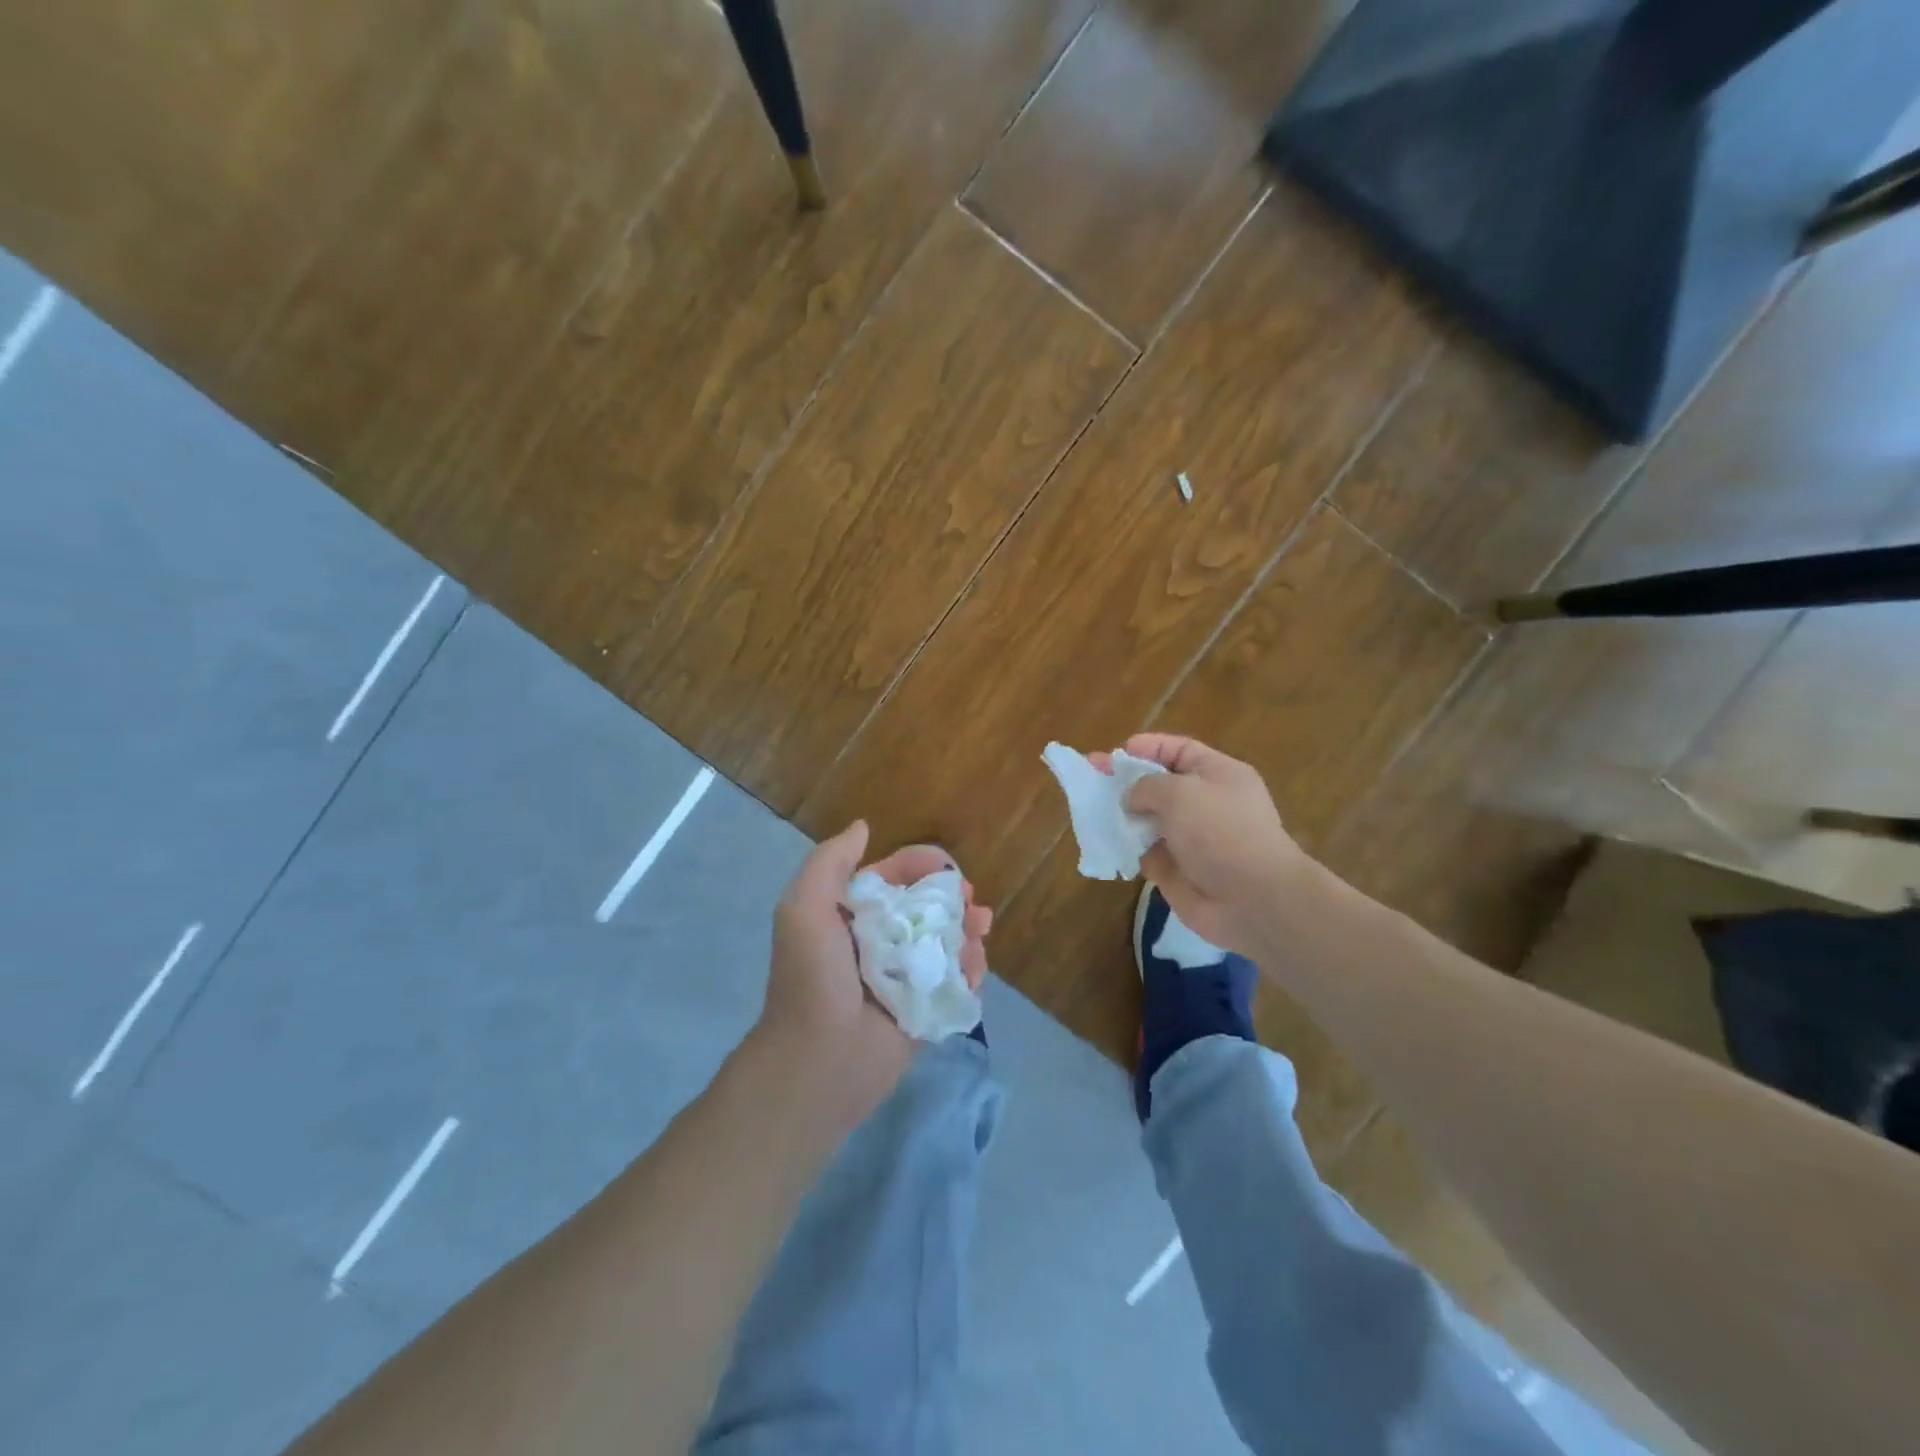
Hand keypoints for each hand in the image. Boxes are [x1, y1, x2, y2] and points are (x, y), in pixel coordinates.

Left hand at [757, 822, 991, 1126]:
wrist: (820, 1059)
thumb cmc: (813, 977)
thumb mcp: (804, 907)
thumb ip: (830, 862)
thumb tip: (863, 826)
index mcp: (853, 914)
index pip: (895, 876)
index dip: (923, 865)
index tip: (948, 868)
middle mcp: (881, 939)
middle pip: (929, 906)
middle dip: (955, 898)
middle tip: (973, 904)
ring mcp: (906, 975)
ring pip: (948, 940)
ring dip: (968, 931)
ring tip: (980, 931)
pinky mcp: (925, 1007)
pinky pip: (956, 979)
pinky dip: (971, 968)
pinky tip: (976, 965)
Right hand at [1100, 734, 1314, 956]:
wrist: (1252, 899)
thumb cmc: (1220, 831)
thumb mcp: (1181, 792)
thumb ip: (1147, 786)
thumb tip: (1131, 799)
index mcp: (1218, 774)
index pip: (1178, 750)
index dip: (1147, 747)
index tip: (1116, 753)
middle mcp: (1205, 803)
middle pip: (1159, 784)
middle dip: (1125, 780)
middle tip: (1090, 775)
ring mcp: (1190, 838)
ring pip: (1147, 819)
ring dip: (1121, 814)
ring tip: (1089, 808)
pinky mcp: (1176, 869)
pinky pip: (1144, 851)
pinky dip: (1125, 847)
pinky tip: (1102, 841)